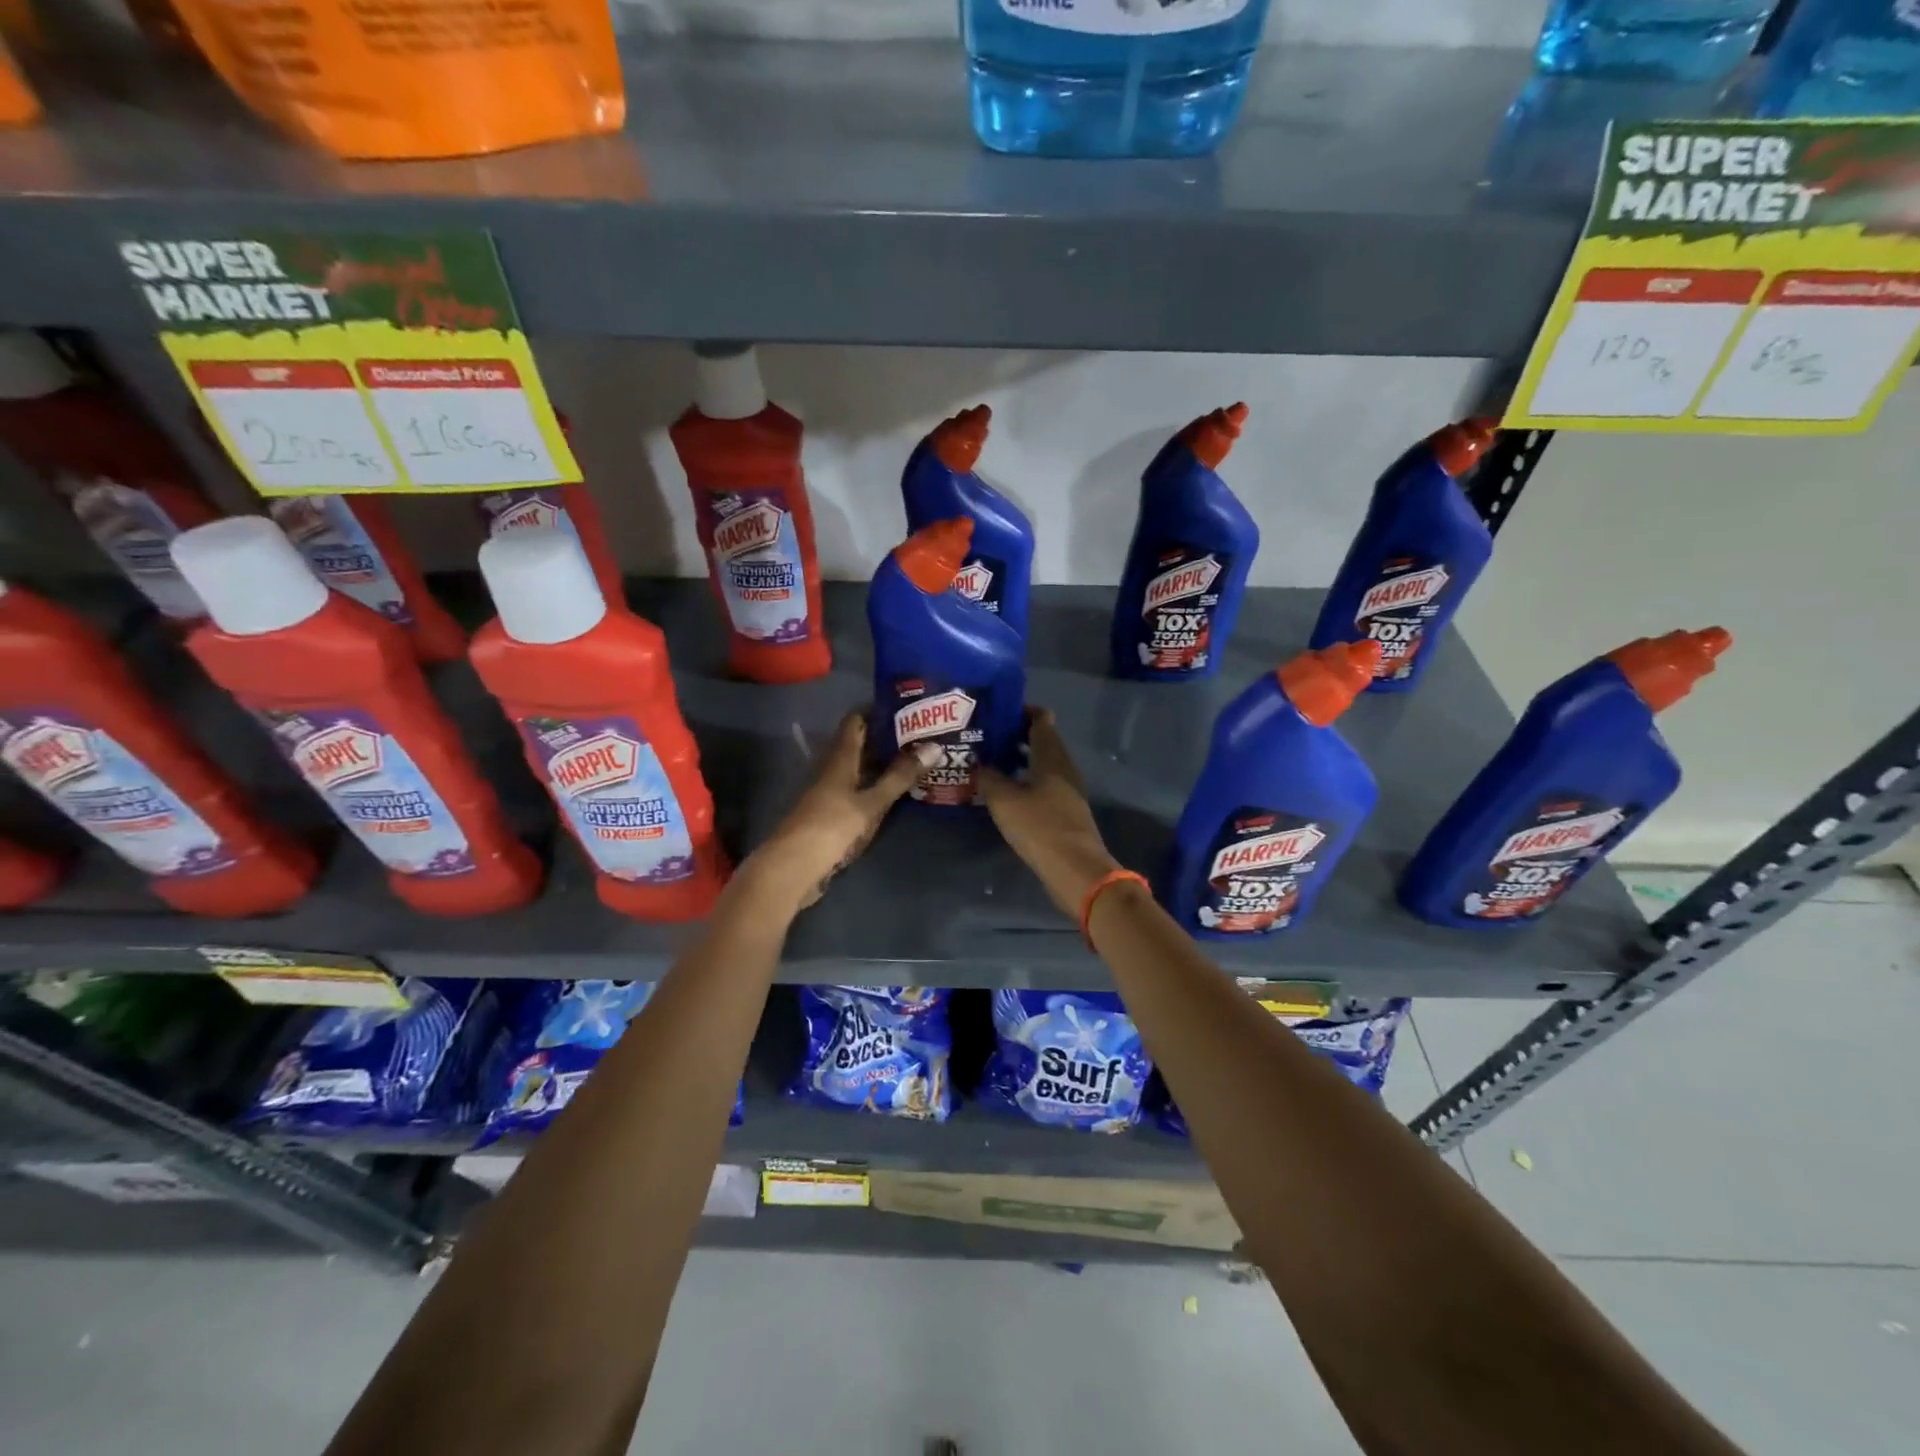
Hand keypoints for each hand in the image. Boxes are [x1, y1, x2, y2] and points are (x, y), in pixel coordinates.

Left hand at [751, 712, 935, 911]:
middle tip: (922, 734)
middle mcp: (833, 770)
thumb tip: (935, 746)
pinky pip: (858, 790)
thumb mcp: (871, 802)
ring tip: (917, 759)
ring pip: (860, 768)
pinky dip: (877, 786)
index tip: (907, 706)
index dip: (878, 710)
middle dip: (888, 737)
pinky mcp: (831, 814)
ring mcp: (830, 793)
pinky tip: (896, 793)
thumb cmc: (832, 828)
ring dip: (884, 763)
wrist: (793, 868)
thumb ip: (900, 776)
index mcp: (840, 758)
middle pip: (859, 744)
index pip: (856, 721)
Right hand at [977, 709, 1124, 918]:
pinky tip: (1005, 791)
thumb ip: (989, 777)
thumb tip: (979, 764)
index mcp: (1052, 756)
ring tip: (989, 761)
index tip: (996, 710)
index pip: (1041, 719)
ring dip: (1019, 759)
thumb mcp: (1004, 800)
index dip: (1021, 710)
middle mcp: (1064, 767)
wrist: (1076, 870)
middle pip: (1042, 740)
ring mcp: (1068, 790)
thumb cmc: (1040, 827)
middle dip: (1015, 734)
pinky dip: (1026, 780)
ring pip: (1042, 764)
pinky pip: (1043, 785)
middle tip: (985, 735)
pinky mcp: (1066, 811)